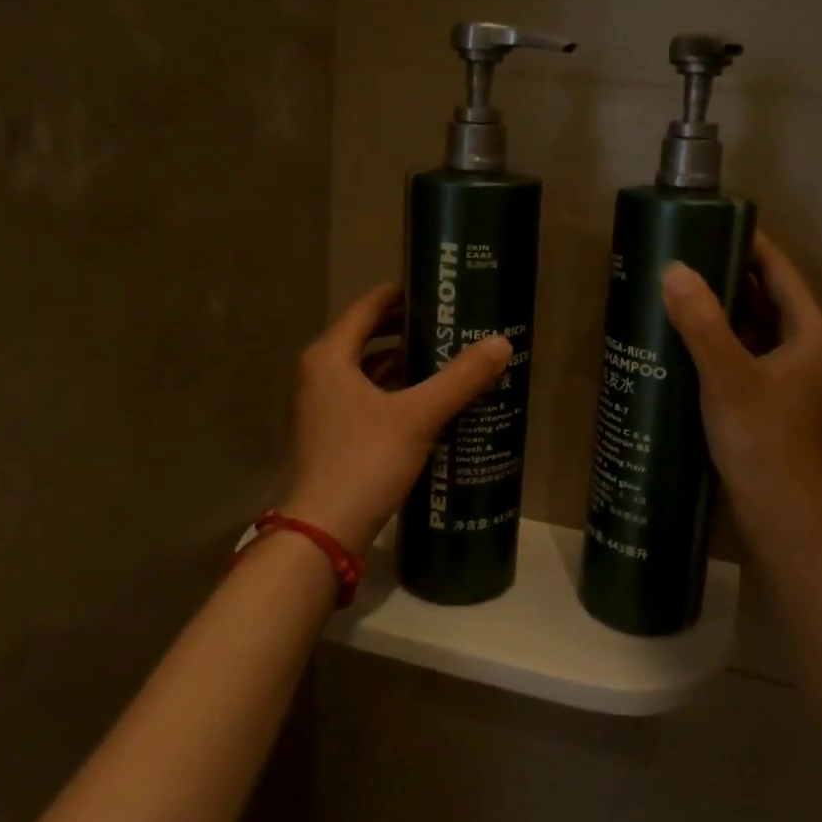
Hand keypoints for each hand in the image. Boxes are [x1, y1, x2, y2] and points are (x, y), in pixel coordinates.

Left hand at [281, 284, 511, 555]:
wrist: (323, 532)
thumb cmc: (364, 461)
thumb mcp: (418, 416)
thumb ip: (460, 378)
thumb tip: (502, 343)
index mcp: (330, 357)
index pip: (367, 307)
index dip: (400, 294)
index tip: (436, 288)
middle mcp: (319, 375)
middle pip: (367, 337)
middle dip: (407, 329)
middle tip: (450, 323)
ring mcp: (322, 408)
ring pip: (367, 372)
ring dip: (403, 363)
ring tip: (446, 358)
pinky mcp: (332, 436)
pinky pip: (367, 399)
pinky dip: (394, 393)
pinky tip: (427, 402)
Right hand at [660, 233, 821, 551]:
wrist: (784, 517)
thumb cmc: (764, 443)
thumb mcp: (728, 378)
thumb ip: (701, 323)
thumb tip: (673, 270)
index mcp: (815, 334)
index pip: (780, 271)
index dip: (747, 245)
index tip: (705, 226)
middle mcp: (814, 349)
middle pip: (769, 298)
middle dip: (727, 279)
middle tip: (679, 262)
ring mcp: (799, 377)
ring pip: (758, 329)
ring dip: (723, 313)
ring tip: (677, 296)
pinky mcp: (780, 400)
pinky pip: (751, 355)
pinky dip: (724, 343)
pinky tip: (688, 343)